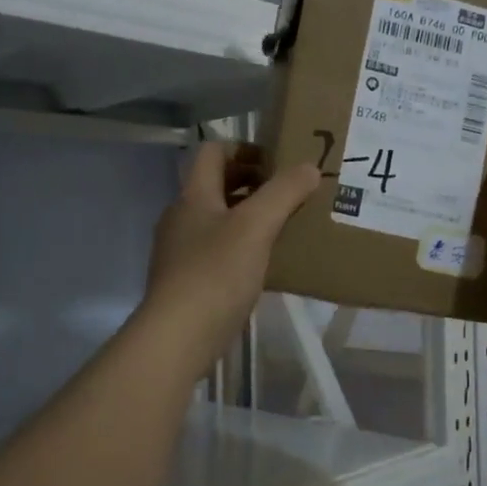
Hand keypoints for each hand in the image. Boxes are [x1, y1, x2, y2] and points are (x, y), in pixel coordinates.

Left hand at [140, 141, 319, 372]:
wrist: (177, 337)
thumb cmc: (215, 273)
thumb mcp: (256, 226)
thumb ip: (284, 193)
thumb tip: (308, 167)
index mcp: (193, 196)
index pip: (213, 152)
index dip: (244, 148)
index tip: (277, 161)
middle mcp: (182, 218)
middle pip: (216, 186)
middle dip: (252, 184)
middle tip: (288, 193)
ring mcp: (181, 251)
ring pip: (218, 220)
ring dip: (248, 217)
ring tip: (284, 227)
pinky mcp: (188, 281)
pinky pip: (218, 252)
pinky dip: (242, 248)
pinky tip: (265, 265)